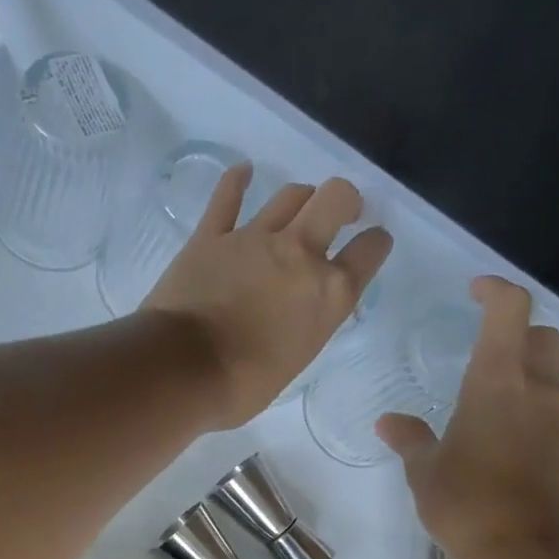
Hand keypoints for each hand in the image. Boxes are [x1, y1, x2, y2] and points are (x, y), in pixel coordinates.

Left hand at [142, 166, 392, 428]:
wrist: (183, 371)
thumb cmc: (242, 385)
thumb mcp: (296, 361)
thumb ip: (307, 324)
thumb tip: (299, 312)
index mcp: (329, 294)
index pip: (369, 252)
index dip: (375, 243)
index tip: (372, 244)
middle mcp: (300, 254)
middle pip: (336, 198)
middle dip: (345, 200)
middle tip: (342, 211)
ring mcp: (254, 239)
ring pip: (290, 195)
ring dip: (300, 197)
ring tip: (299, 205)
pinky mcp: (211, 235)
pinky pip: (227, 197)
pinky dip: (236, 182)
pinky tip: (242, 173)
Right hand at [377, 276, 558, 558]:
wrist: (523, 552)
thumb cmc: (465, 501)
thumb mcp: (425, 470)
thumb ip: (409, 439)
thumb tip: (389, 422)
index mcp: (498, 381)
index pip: (510, 310)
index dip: (495, 289)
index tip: (472, 290)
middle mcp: (537, 388)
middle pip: (541, 334)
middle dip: (516, 328)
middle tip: (481, 340)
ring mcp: (556, 417)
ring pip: (549, 368)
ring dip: (524, 363)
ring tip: (484, 386)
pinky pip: (548, 401)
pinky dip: (527, 397)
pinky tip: (496, 423)